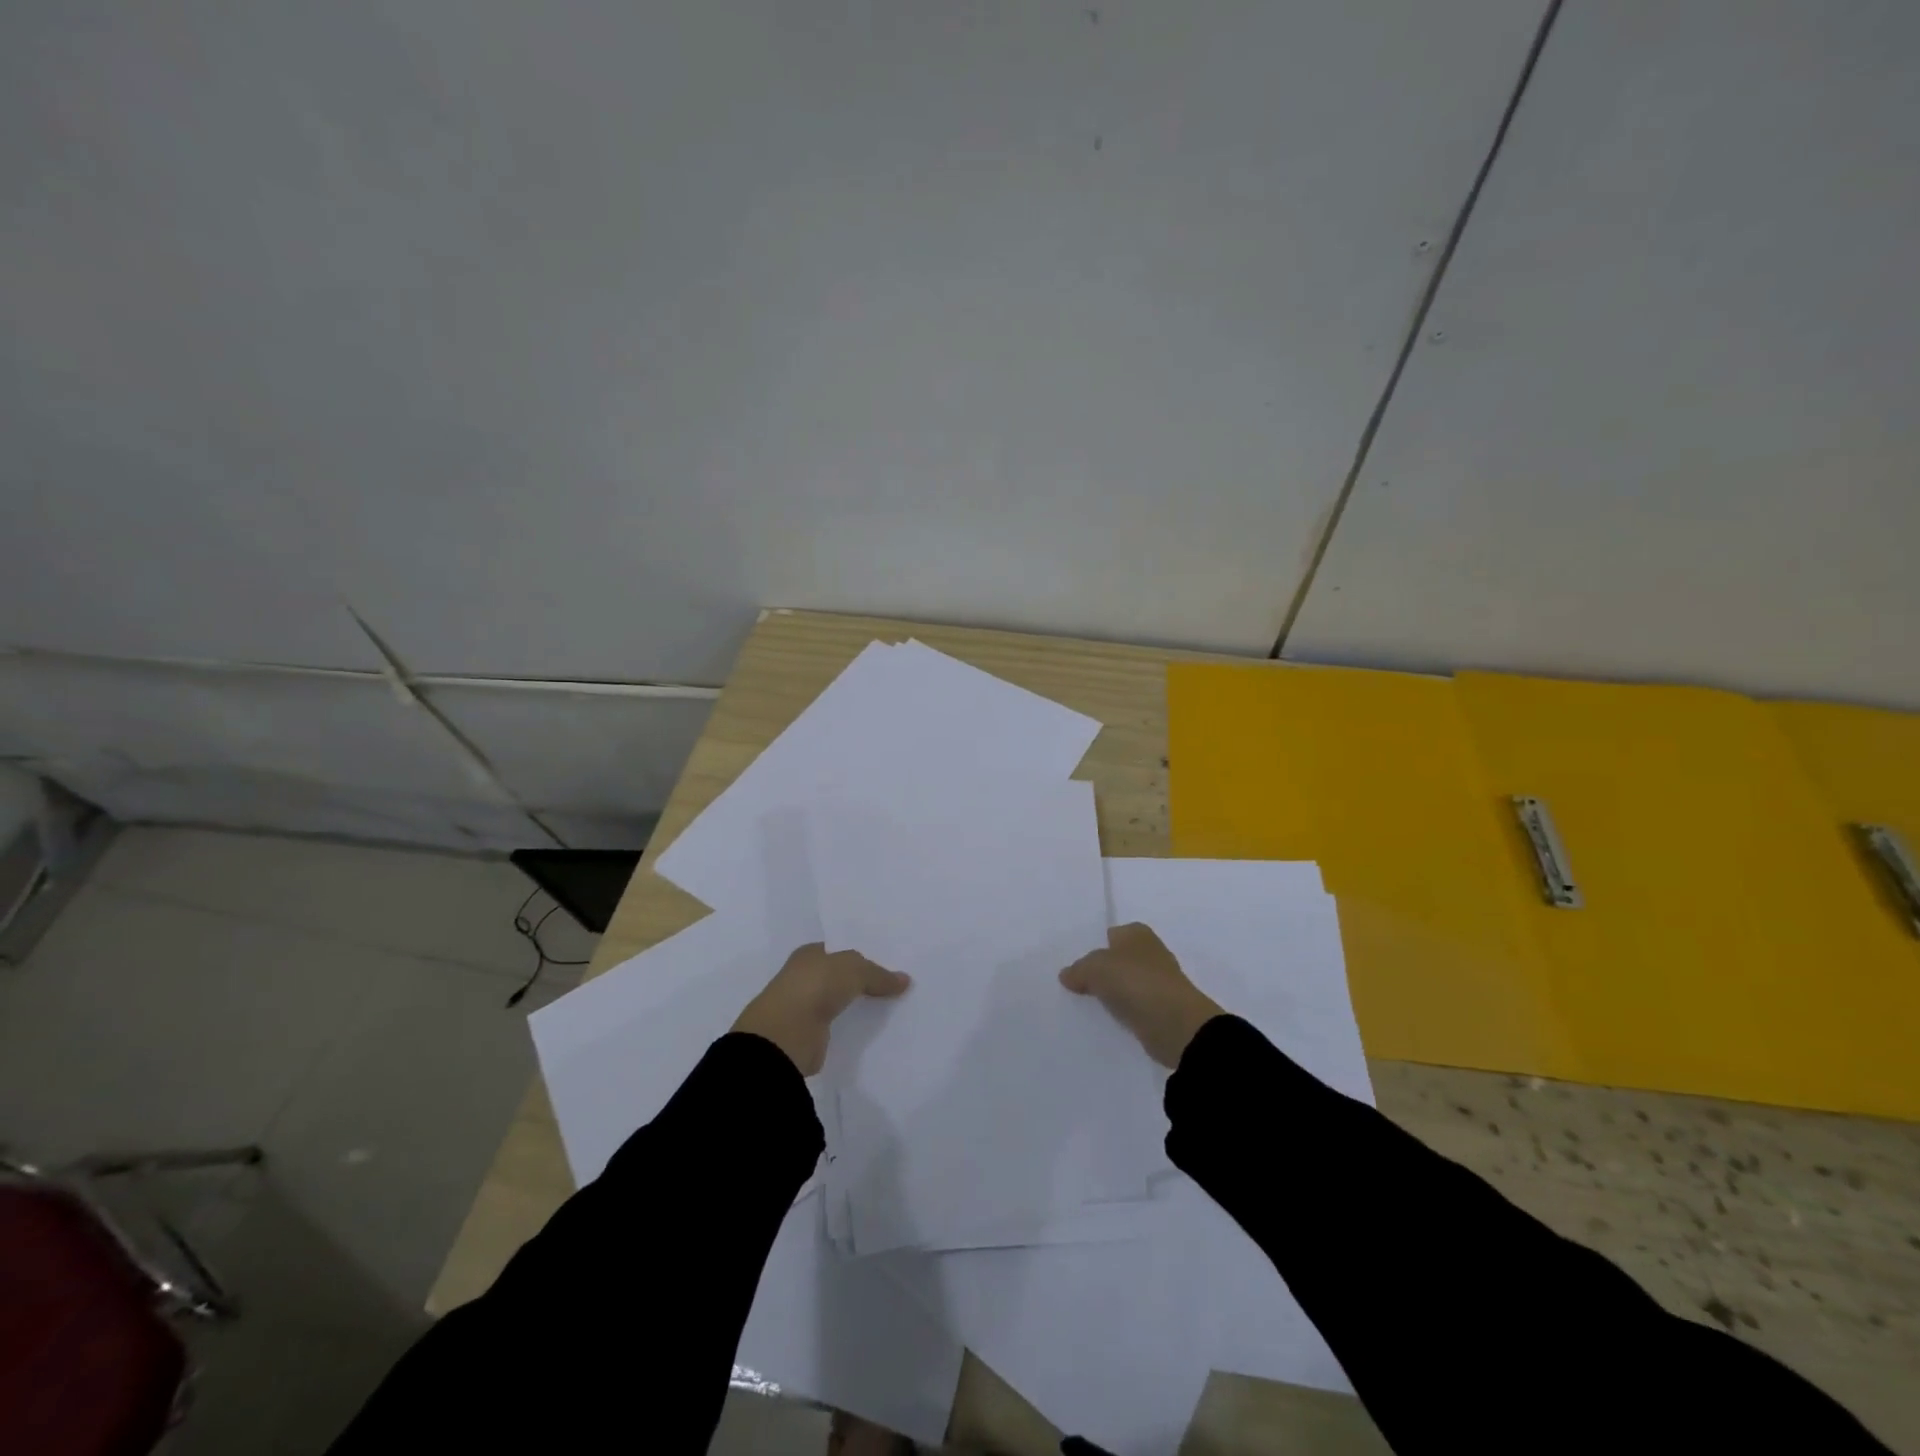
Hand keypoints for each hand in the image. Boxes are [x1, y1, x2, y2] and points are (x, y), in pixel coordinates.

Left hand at [732, 942, 909, 1074]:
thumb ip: (879, 974)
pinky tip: (873, 1029)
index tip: (889, 962)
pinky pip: (839, 1026)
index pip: (840, 950)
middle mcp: (805, 977)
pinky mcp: (810, 1035)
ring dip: (858, 1004)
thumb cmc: (815, 987)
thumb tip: (905, 980)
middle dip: (863, 980)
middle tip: (895, 984)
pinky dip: (852, 1027)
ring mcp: (806, 1007)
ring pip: (840, 1001)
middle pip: (840, 976)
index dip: (863, 954)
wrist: (785, 1036)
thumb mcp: (854, 970)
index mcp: (809, 954)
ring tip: (891, 1007)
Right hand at [1059, 922, 1222, 1067]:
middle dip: (1105, 969)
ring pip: (1128, 982)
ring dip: (1115, 991)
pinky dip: (1126, 1010)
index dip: (1096, 945)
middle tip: (1079, 983)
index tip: (1078, 963)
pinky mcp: (1163, 1008)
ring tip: (1090, 1003)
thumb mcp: (1095, 969)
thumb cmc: (1135, 982)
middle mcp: (1151, 952)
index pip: (1113, 934)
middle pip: (1120, 958)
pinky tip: (1110, 1018)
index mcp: (1137, 933)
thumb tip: (1066, 975)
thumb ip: (1078, 969)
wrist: (1175, 1024)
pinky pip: (1136, 1005)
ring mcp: (1160, 981)